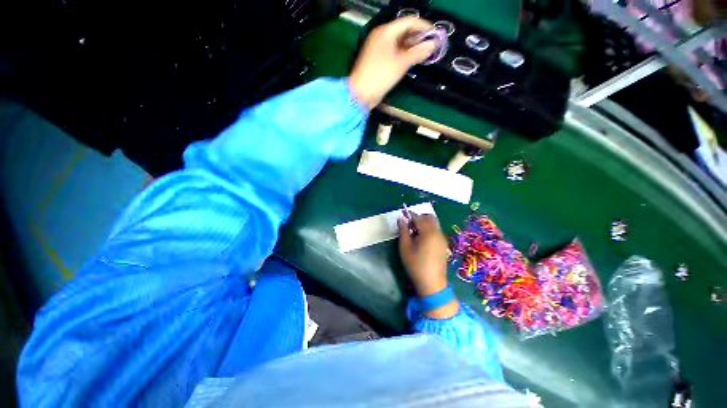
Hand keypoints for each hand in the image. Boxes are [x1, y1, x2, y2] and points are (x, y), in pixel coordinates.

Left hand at [349, 17, 435, 108]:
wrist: (361, 94)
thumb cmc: (380, 76)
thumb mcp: (401, 63)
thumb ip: (418, 52)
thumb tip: (432, 45)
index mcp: (386, 31)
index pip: (409, 22)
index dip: (424, 27)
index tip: (436, 36)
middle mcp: (381, 36)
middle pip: (404, 31)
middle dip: (419, 38)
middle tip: (432, 47)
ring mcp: (379, 49)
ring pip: (399, 43)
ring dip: (412, 47)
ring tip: (425, 54)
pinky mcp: (378, 60)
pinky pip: (394, 52)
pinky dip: (404, 55)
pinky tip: (412, 60)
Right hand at [398, 213, 458, 318]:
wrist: (432, 283)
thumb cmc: (415, 264)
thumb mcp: (405, 247)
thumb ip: (403, 231)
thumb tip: (401, 219)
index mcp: (428, 232)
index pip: (419, 217)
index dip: (410, 215)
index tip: (402, 215)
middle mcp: (438, 232)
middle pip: (429, 218)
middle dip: (419, 217)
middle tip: (409, 225)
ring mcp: (442, 239)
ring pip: (433, 224)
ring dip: (424, 223)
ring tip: (413, 233)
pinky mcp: (443, 245)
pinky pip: (436, 231)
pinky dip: (428, 230)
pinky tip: (421, 240)